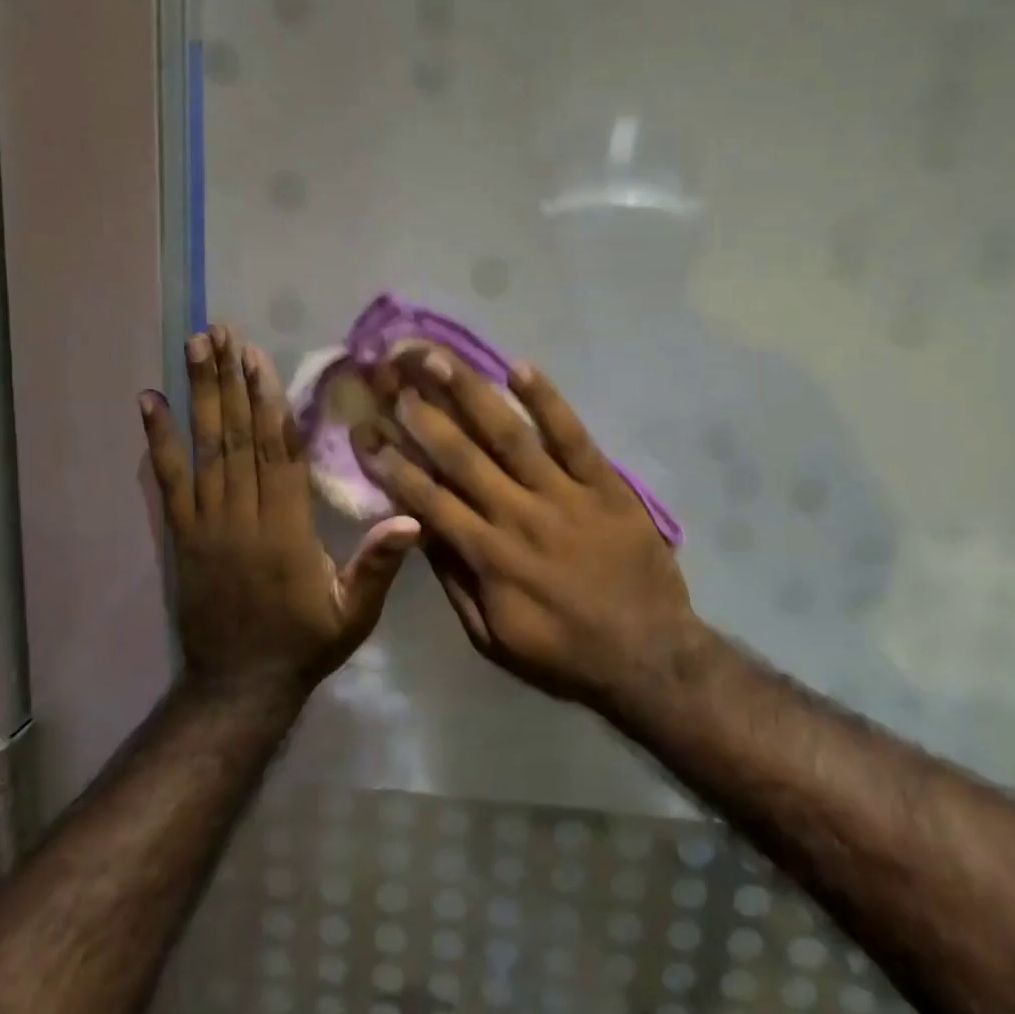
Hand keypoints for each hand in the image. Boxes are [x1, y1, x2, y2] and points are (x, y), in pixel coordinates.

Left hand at [140, 325, 418, 700]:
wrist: (239, 685)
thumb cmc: (306, 643)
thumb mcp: (354, 613)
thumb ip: (378, 565)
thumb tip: (413, 518)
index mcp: (286, 530)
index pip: (279, 454)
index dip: (269, 403)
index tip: (261, 360)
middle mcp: (242, 517)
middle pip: (237, 438)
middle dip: (230, 381)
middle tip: (222, 332)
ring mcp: (206, 524)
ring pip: (204, 449)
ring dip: (198, 395)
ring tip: (194, 348)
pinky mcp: (182, 536)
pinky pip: (168, 481)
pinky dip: (158, 440)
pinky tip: (149, 402)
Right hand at [351, 350, 695, 705]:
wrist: (648, 655)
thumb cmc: (563, 653)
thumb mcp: (493, 638)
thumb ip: (456, 581)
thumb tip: (420, 531)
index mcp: (488, 555)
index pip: (428, 498)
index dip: (392, 462)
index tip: (366, 429)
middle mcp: (518, 515)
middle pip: (461, 455)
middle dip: (423, 413)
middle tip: (392, 374)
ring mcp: (565, 495)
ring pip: (510, 435)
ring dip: (471, 394)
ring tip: (439, 358)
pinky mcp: (605, 485)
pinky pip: (573, 436)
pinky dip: (547, 401)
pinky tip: (520, 368)